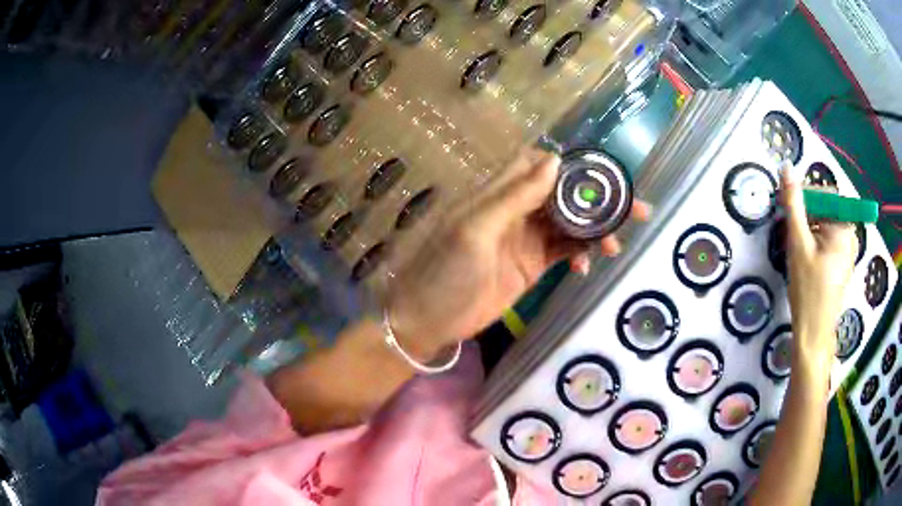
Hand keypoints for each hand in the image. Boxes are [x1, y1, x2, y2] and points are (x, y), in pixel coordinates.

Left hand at [386, 148, 649, 360]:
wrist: (427, 320)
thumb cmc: (443, 273)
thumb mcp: (475, 230)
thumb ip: (514, 196)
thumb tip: (554, 161)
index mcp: (499, 193)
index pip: (541, 166)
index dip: (573, 168)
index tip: (604, 179)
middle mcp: (516, 210)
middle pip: (565, 195)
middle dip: (599, 200)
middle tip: (637, 212)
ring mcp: (526, 238)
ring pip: (570, 224)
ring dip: (596, 231)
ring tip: (616, 246)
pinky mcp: (532, 265)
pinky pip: (564, 252)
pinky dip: (581, 255)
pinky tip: (587, 268)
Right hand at [781, 164, 856, 378]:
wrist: (813, 336)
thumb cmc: (808, 290)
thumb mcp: (798, 244)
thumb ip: (793, 204)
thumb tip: (786, 168)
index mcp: (844, 228)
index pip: (826, 195)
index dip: (806, 197)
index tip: (788, 208)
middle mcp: (850, 237)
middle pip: (827, 212)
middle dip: (807, 217)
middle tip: (790, 233)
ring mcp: (848, 254)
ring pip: (826, 228)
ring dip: (810, 232)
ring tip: (797, 251)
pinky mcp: (843, 267)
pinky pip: (829, 244)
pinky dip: (816, 245)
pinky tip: (806, 262)